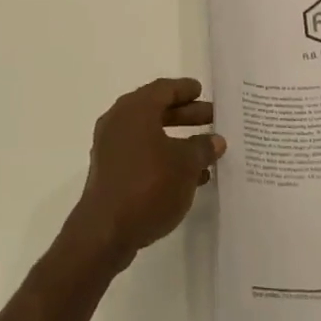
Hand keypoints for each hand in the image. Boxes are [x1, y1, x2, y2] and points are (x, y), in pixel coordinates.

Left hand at [69, 78, 224, 267]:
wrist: (105, 232)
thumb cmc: (149, 185)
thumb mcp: (186, 165)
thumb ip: (203, 148)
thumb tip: (215, 140)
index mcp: (135, 109)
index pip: (164, 88)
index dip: (185, 89)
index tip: (202, 91)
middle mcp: (119, 122)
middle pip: (156, 110)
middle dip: (185, 114)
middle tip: (211, 118)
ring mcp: (111, 148)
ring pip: (150, 134)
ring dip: (177, 140)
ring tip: (205, 151)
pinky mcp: (110, 172)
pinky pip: (142, 155)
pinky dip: (163, 158)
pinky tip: (188, 177)